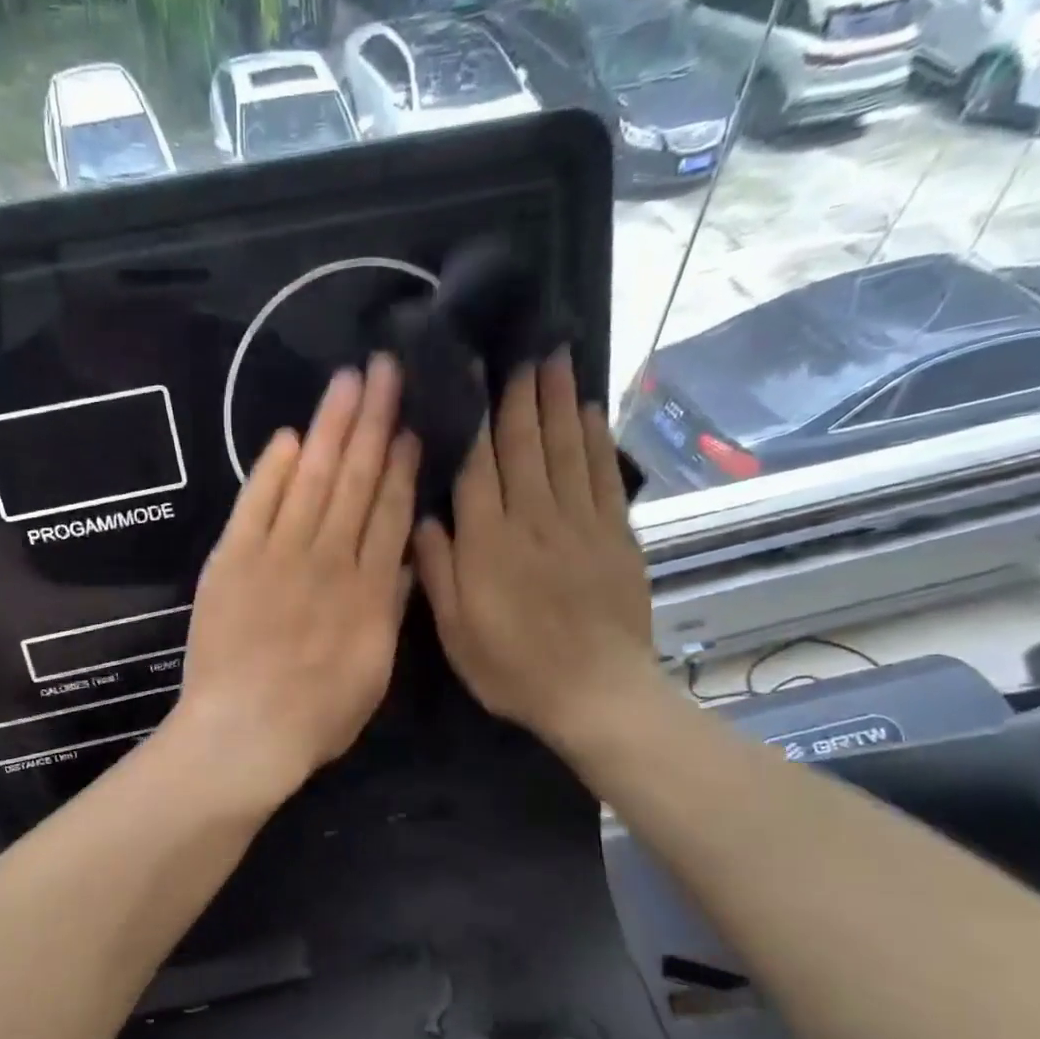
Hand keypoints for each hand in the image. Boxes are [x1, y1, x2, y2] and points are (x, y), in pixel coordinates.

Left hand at [170, 355, 419, 802]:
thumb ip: (391, 610)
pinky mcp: (232, 560)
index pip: (390, 511)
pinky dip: (270, 470)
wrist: (245, 733)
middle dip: (373, 421)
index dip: (401, 464)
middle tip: (385, 369)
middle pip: (355, 479)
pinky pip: (255, 503)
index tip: (410, 425)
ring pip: (311, 479)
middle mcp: (328, 559)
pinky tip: (288, 438)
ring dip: (330, 427)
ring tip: (348, 381)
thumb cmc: (317, 717)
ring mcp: (277, 555)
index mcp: (369, 588)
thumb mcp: (375, 672)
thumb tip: (405, 557)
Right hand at [415, 350, 660, 768]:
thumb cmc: (514, 668)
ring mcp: (580, 524)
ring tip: (555, 357)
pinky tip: (591, 411)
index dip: (474, 414)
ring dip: (559, 401)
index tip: (471, 370)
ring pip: (566, 449)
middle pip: (525, 444)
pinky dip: (597, 440)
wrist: (596, 694)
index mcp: (489, 543)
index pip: (478, 464)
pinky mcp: (615, 536)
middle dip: (521, 393)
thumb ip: (438, 571)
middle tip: (521, 344)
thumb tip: (424, 516)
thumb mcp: (456, 632)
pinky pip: (604, 476)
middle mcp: (534, 519)